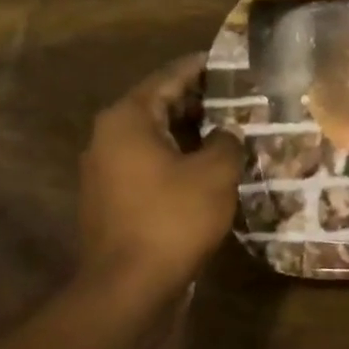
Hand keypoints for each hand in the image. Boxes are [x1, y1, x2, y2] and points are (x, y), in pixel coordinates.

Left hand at [77, 56, 245, 297]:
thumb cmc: (172, 219)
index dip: (202, 67)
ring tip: (233, 128)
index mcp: (128, 119)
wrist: (129, 287)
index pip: (169, 77)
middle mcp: (110, 137)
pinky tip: (212, 166)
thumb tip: (228, 133)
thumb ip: (228, 141)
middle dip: (201, 100)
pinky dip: (180, 157)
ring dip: (192, 132)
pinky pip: (152, 163)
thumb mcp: (215, 173)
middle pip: (160, 104)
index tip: (231, 61)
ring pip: (157, 136)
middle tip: (241, 95)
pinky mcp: (115, 198)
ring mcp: (108, 170)